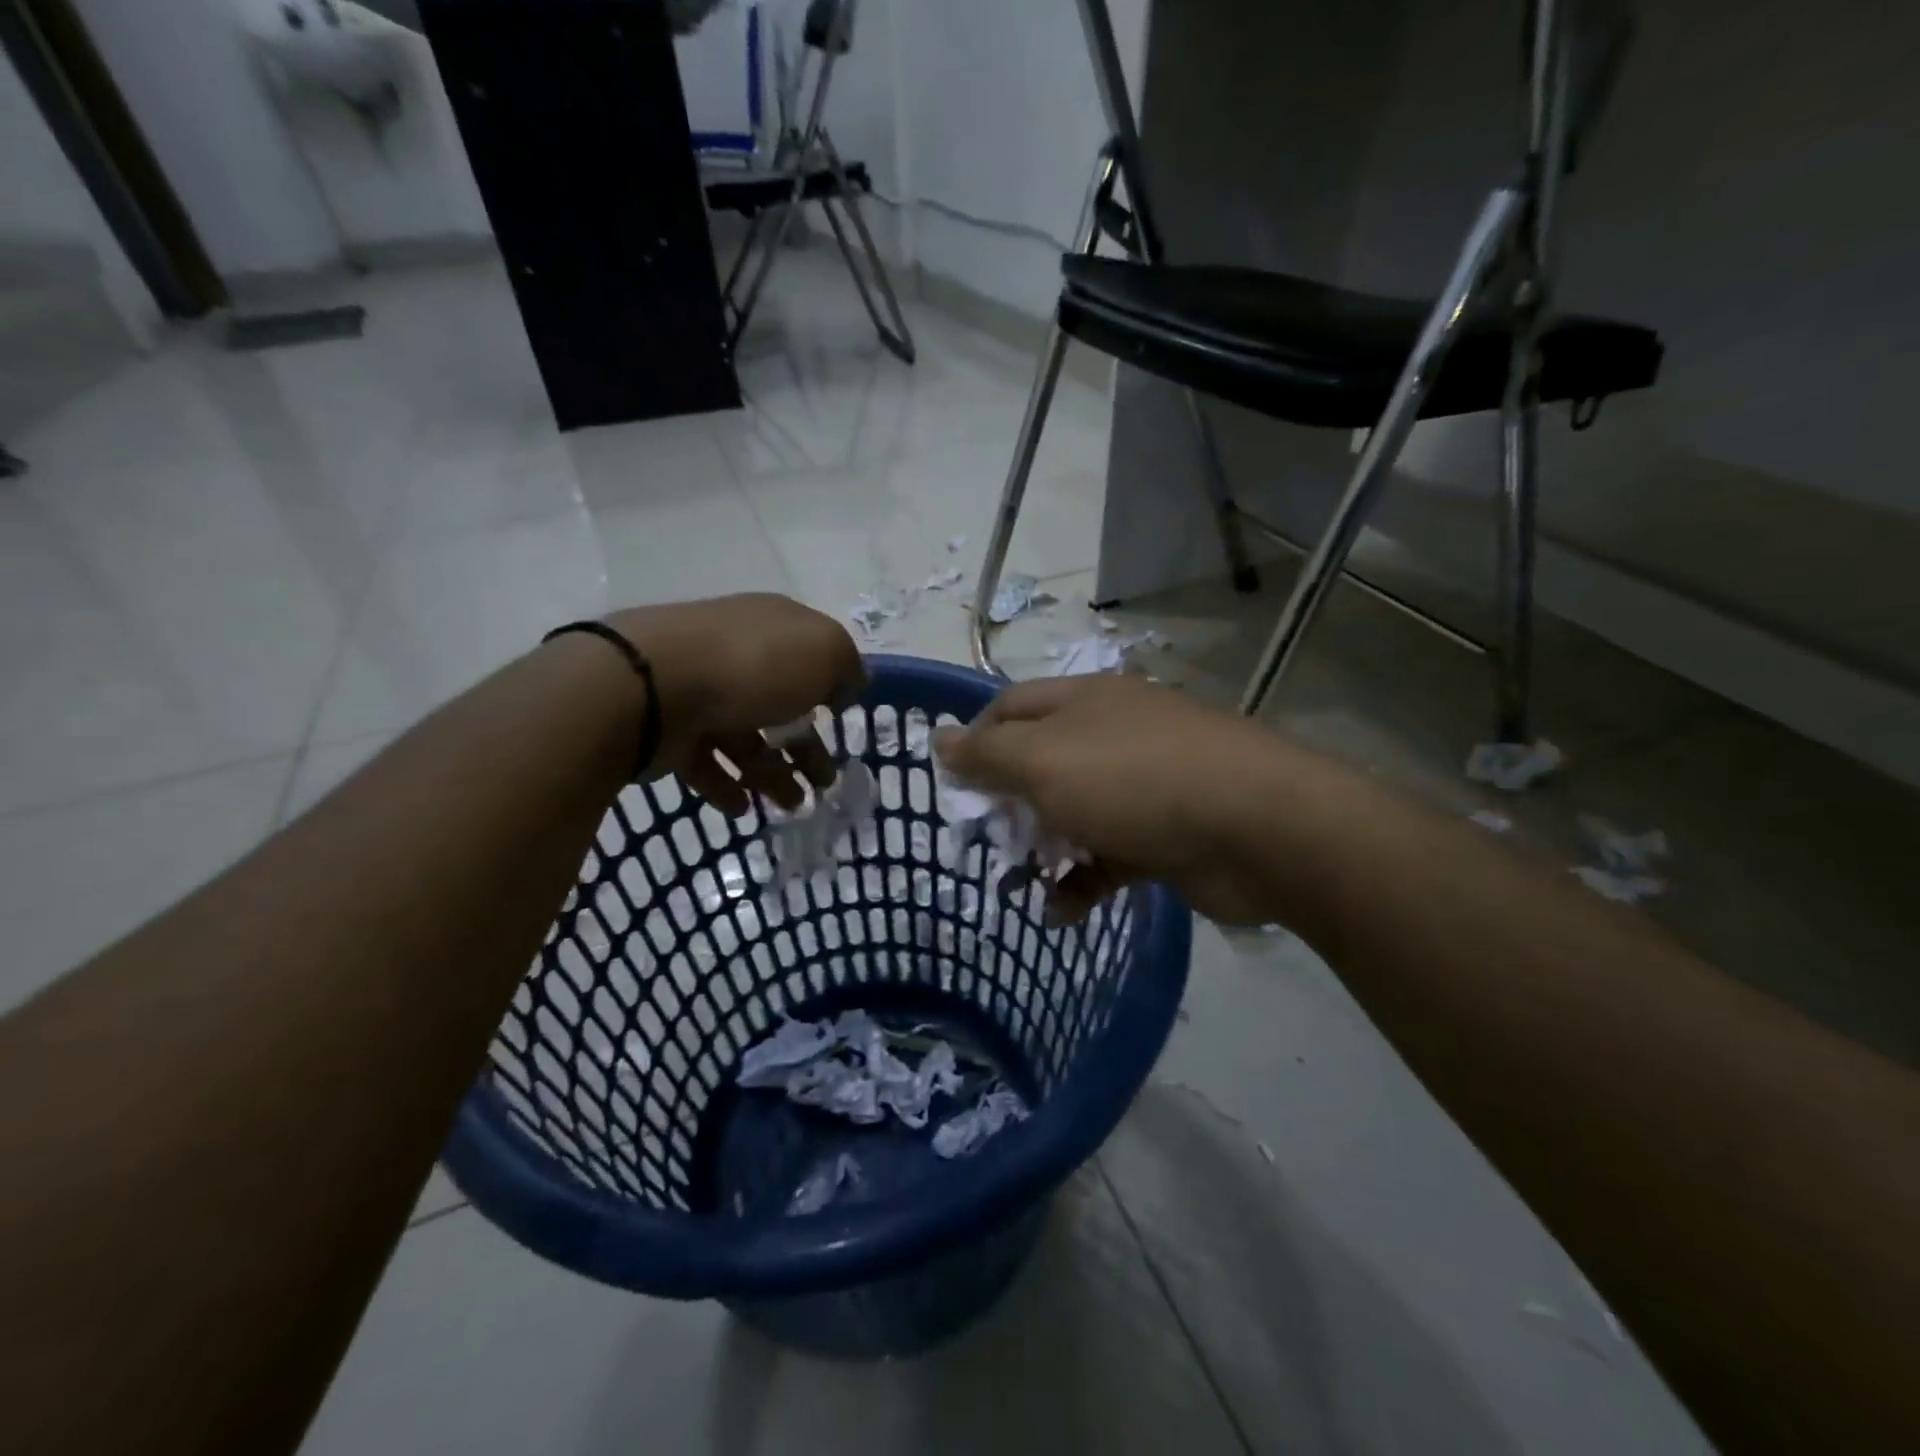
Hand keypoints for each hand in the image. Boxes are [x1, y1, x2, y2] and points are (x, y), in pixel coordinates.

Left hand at [606, 595, 864, 814]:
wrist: (652, 683)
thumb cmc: (753, 664)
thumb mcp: (825, 651)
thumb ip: (846, 668)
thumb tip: (843, 688)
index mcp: (773, 627)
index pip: (809, 656)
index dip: (828, 689)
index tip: (840, 723)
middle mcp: (736, 654)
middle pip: (779, 704)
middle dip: (805, 747)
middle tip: (823, 783)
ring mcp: (698, 690)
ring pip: (745, 737)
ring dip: (772, 774)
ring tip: (790, 806)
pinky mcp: (669, 728)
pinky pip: (705, 760)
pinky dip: (726, 785)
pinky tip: (742, 807)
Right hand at [934, 675, 1324, 924]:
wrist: (1256, 828)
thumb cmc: (1134, 781)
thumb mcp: (1044, 761)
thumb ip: (987, 753)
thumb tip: (938, 739)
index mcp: (1082, 702)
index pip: (1010, 708)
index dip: (975, 741)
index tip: (954, 786)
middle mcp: (1111, 734)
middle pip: (1041, 763)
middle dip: (1007, 803)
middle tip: (983, 841)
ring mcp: (1143, 784)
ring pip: (1074, 812)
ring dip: (1043, 848)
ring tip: (1014, 885)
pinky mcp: (1165, 833)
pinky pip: (1110, 854)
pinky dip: (1083, 881)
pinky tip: (1063, 912)